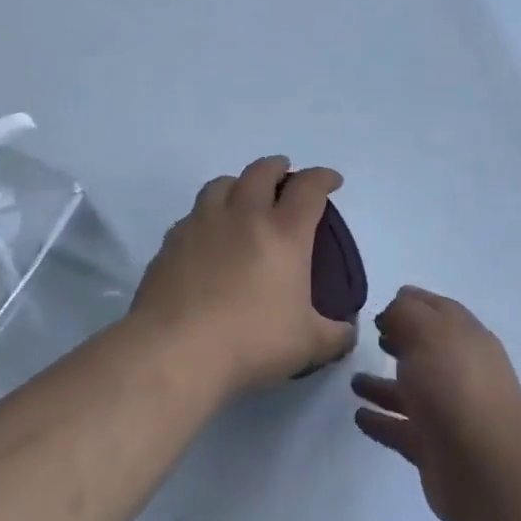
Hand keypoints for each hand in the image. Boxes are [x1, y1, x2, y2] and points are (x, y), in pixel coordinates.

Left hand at [129, 156, 356, 396]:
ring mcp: (203, 224)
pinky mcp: (171, 241)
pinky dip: (207, 215)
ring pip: (222, 184)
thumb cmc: (250, 342)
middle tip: (285, 178)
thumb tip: (348, 332)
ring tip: (243, 199)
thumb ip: (335, 335)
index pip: (309, 187)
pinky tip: (208, 237)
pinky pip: (193, 214)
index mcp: (284, 232)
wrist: (175, 352)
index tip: (331, 181)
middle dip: (278, 168)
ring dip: (239, 184)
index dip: (323, 177)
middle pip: (262, 171)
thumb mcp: (308, 345)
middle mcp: (244, 216)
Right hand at [351, 287, 520, 520]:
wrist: (487, 470)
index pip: (438, 310)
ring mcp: (449, 412)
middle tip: (372, 337)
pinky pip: (401, 428)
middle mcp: (460, 371)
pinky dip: (381, 421)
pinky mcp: (435, 448)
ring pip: (411, 391)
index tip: (381, 307)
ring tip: (353, 382)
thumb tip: (393, 313)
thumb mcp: (429, 332)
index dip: (411, 303)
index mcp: (466, 337)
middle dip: (401, 341)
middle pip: (426, 349)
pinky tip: (359, 417)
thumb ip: (405, 314)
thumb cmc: (456, 387)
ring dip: (383, 384)